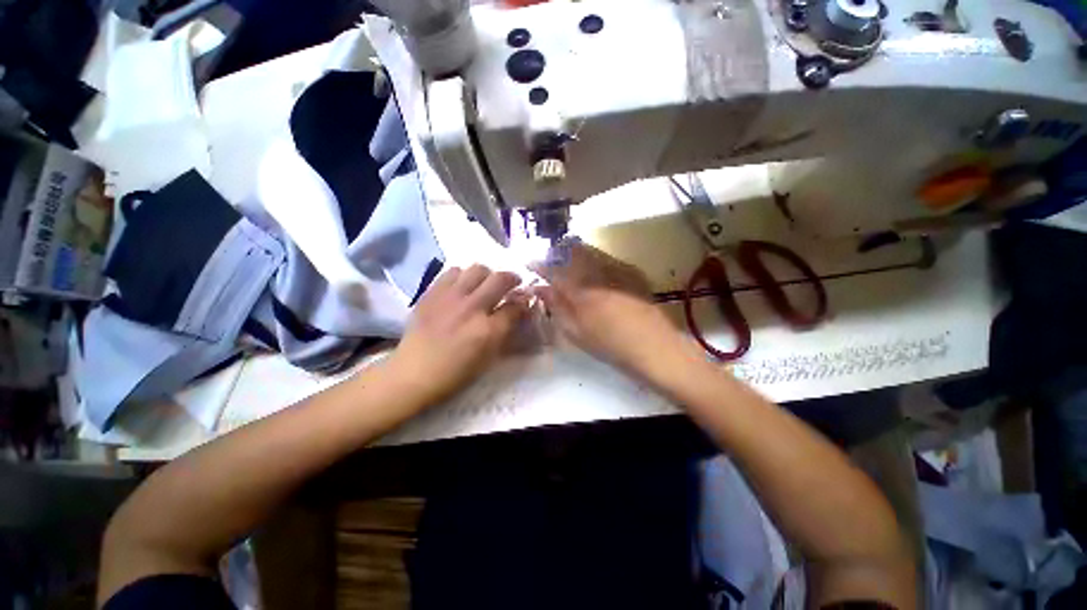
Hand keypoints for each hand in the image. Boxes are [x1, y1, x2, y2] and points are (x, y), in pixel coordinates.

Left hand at [390, 265, 527, 404]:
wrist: (413, 373)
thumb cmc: (455, 372)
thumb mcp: (489, 358)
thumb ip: (506, 331)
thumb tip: (518, 311)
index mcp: (488, 330)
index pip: (516, 306)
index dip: (524, 302)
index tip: (524, 301)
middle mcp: (471, 308)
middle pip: (500, 279)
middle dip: (512, 279)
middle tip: (511, 284)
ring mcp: (450, 297)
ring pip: (477, 269)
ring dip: (487, 275)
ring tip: (484, 285)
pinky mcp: (432, 292)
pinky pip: (453, 271)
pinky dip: (463, 276)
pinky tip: (461, 288)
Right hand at [531, 240, 680, 372]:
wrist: (652, 345)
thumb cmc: (609, 344)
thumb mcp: (576, 332)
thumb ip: (557, 308)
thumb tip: (541, 290)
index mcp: (578, 290)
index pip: (552, 270)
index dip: (539, 265)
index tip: (530, 262)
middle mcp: (595, 273)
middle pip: (570, 253)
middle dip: (557, 252)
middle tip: (550, 258)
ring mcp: (615, 269)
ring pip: (588, 252)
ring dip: (574, 252)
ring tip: (568, 258)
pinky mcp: (631, 271)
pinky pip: (606, 257)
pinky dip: (594, 257)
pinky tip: (594, 267)